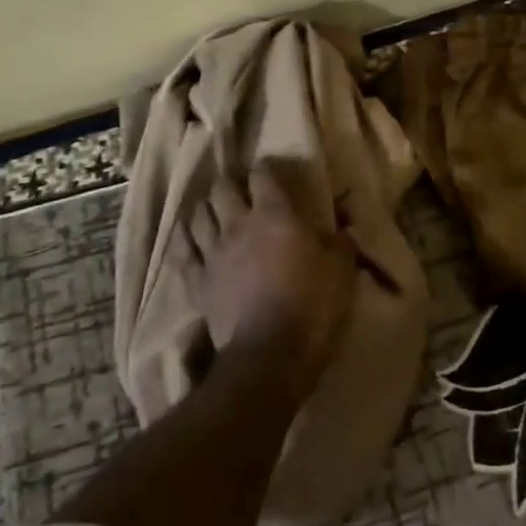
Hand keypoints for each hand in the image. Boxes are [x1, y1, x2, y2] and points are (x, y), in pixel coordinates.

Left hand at [190, 164, 356, 402]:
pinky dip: (183, 242)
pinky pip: (182, 254)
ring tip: (211, 210)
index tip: (269, 171)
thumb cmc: (313, 307)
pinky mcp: (197, 283)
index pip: (262, 176)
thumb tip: (343, 229)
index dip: (264, 170)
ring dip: (205, 208)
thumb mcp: (342, 272)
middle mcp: (238, 225)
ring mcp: (213, 254)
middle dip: (229, 184)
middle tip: (236, 188)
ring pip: (198, 216)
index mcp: (275, 215)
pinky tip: (184, 238)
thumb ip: (341, 243)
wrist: (271, 355)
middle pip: (222, 189)